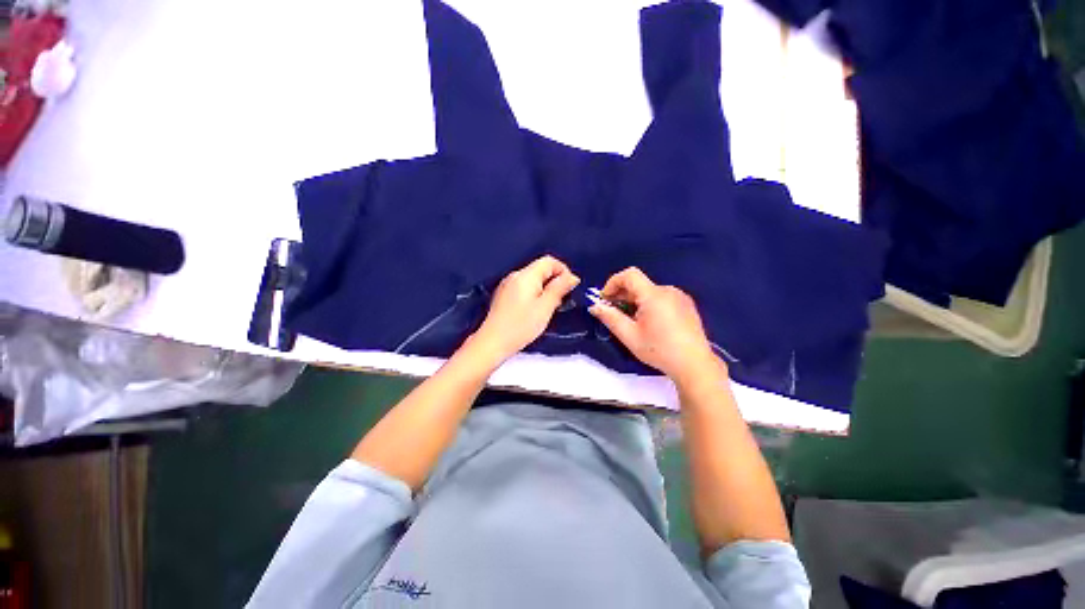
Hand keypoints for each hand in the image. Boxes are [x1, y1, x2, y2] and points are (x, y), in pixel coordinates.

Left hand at [470, 255, 580, 363]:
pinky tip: (536, 309)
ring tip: (550, 307)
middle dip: (555, 281)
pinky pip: (524, 287)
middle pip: (540, 269)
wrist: (493, 342)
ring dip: (545, 288)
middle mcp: (515, 275)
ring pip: (533, 279)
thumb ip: (559, 289)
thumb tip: (572, 277)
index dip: (564, 271)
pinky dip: (535, 293)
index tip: (571, 288)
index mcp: (526, 275)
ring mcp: (507, 285)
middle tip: (562, 300)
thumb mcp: (545, 307)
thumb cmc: (521, 326)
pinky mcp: (504, 295)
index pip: (549, 261)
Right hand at [589, 267, 721, 384]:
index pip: (629, 275)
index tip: (605, 299)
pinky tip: (650, 323)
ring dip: (635, 301)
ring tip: (632, 321)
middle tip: (614, 313)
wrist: (694, 364)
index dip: (613, 283)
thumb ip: (610, 318)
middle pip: (639, 284)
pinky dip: (649, 304)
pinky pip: (661, 297)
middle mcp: (668, 290)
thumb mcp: (630, 336)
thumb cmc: (659, 350)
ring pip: (649, 292)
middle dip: (622, 295)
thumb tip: (594, 306)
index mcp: (654, 295)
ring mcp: (680, 297)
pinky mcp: (686, 305)